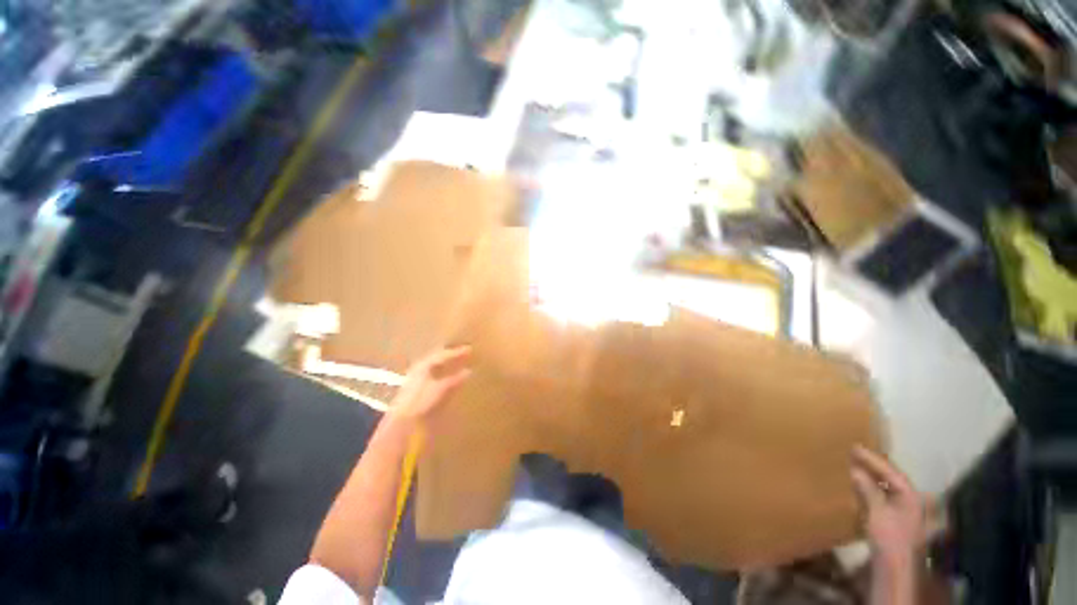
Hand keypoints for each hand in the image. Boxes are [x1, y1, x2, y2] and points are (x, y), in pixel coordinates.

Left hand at [387, 346, 472, 424]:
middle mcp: (419, 367)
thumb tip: (469, 371)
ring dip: (445, 363)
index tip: (469, 349)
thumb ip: (455, 379)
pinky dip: (441, 372)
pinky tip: (445, 377)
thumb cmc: (421, 400)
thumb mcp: (441, 388)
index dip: (457, 352)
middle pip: (437, 357)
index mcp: (425, 364)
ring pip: (434, 365)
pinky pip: (431, 373)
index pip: (443, 354)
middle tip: (463, 353)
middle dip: (450, 355)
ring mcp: (415, 377)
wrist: (402, 419)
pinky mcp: (415, 387)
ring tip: (456, 363)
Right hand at [851, 445, 926, 566]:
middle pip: (892, 478)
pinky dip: (872, 488)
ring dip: (872, 477)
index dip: (873, 460)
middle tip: (854, 453)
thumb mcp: (877, 513)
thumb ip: (868, 491)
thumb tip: (855, 469)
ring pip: (888, 487)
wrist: (895, 566)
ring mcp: (905, 511)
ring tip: (855, 465)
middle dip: (874, 466)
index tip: (854, 447)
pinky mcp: (896, 519)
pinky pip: (884, 496)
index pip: (891, 472)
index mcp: (911, 497)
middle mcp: (912, 500)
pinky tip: (861, 486)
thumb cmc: (889, 538)